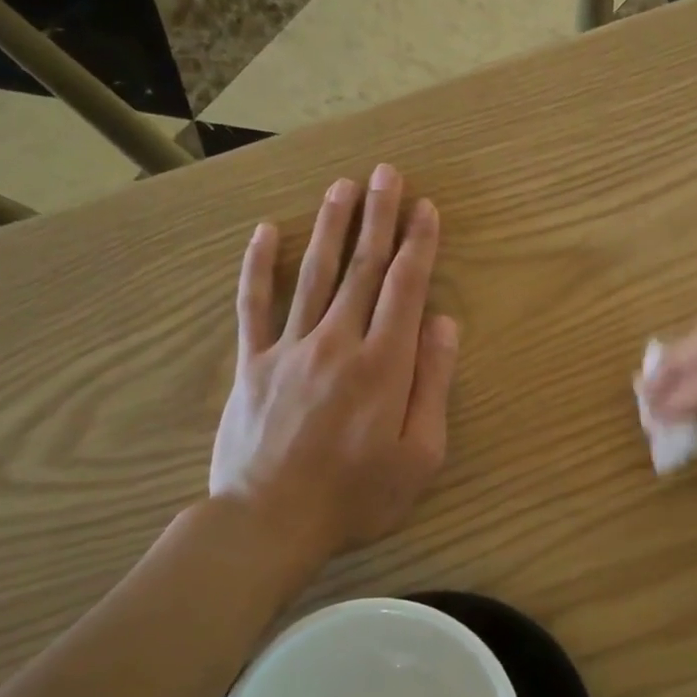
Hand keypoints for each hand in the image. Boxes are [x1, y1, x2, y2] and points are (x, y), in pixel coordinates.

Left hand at [209, 164, 459, 553]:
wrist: (270, 523)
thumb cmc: (358, 496)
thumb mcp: (421, 453)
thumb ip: (433, 383)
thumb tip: (443, 322)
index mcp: (384, 364)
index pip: (405, 288)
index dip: (418, 244)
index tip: (426, 208)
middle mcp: (338, 342)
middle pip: (363, 268)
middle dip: (379, 218)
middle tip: (387, 174)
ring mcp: (290, 349)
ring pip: (314, 275)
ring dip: (331, 227)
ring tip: (343, 187)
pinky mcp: (253, 364)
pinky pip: (253, 306)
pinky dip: (258, 266)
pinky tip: (265, 231)